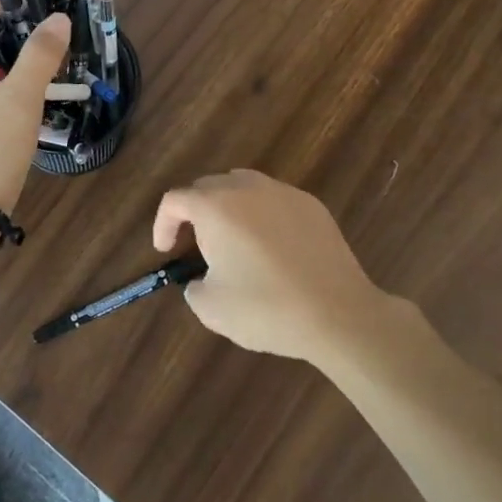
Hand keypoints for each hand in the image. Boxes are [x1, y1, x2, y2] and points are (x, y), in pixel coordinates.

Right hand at [153, 169, 384, 362]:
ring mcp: (283, 192)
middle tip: (197, 247)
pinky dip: (262, 216)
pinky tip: (272, 248)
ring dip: (228, 208)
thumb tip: (201, 279)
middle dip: (195, 214)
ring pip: (242, 186)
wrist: (338, 314)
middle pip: (207, 187)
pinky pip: (274, 200)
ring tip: (233, 242)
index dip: (163, 224)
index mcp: (215, 206)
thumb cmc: (266, 308)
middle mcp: (246, 188)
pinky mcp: (311, 205)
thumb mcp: (211, 308)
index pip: (175, 200)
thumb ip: (194, 286)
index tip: (166, 252)